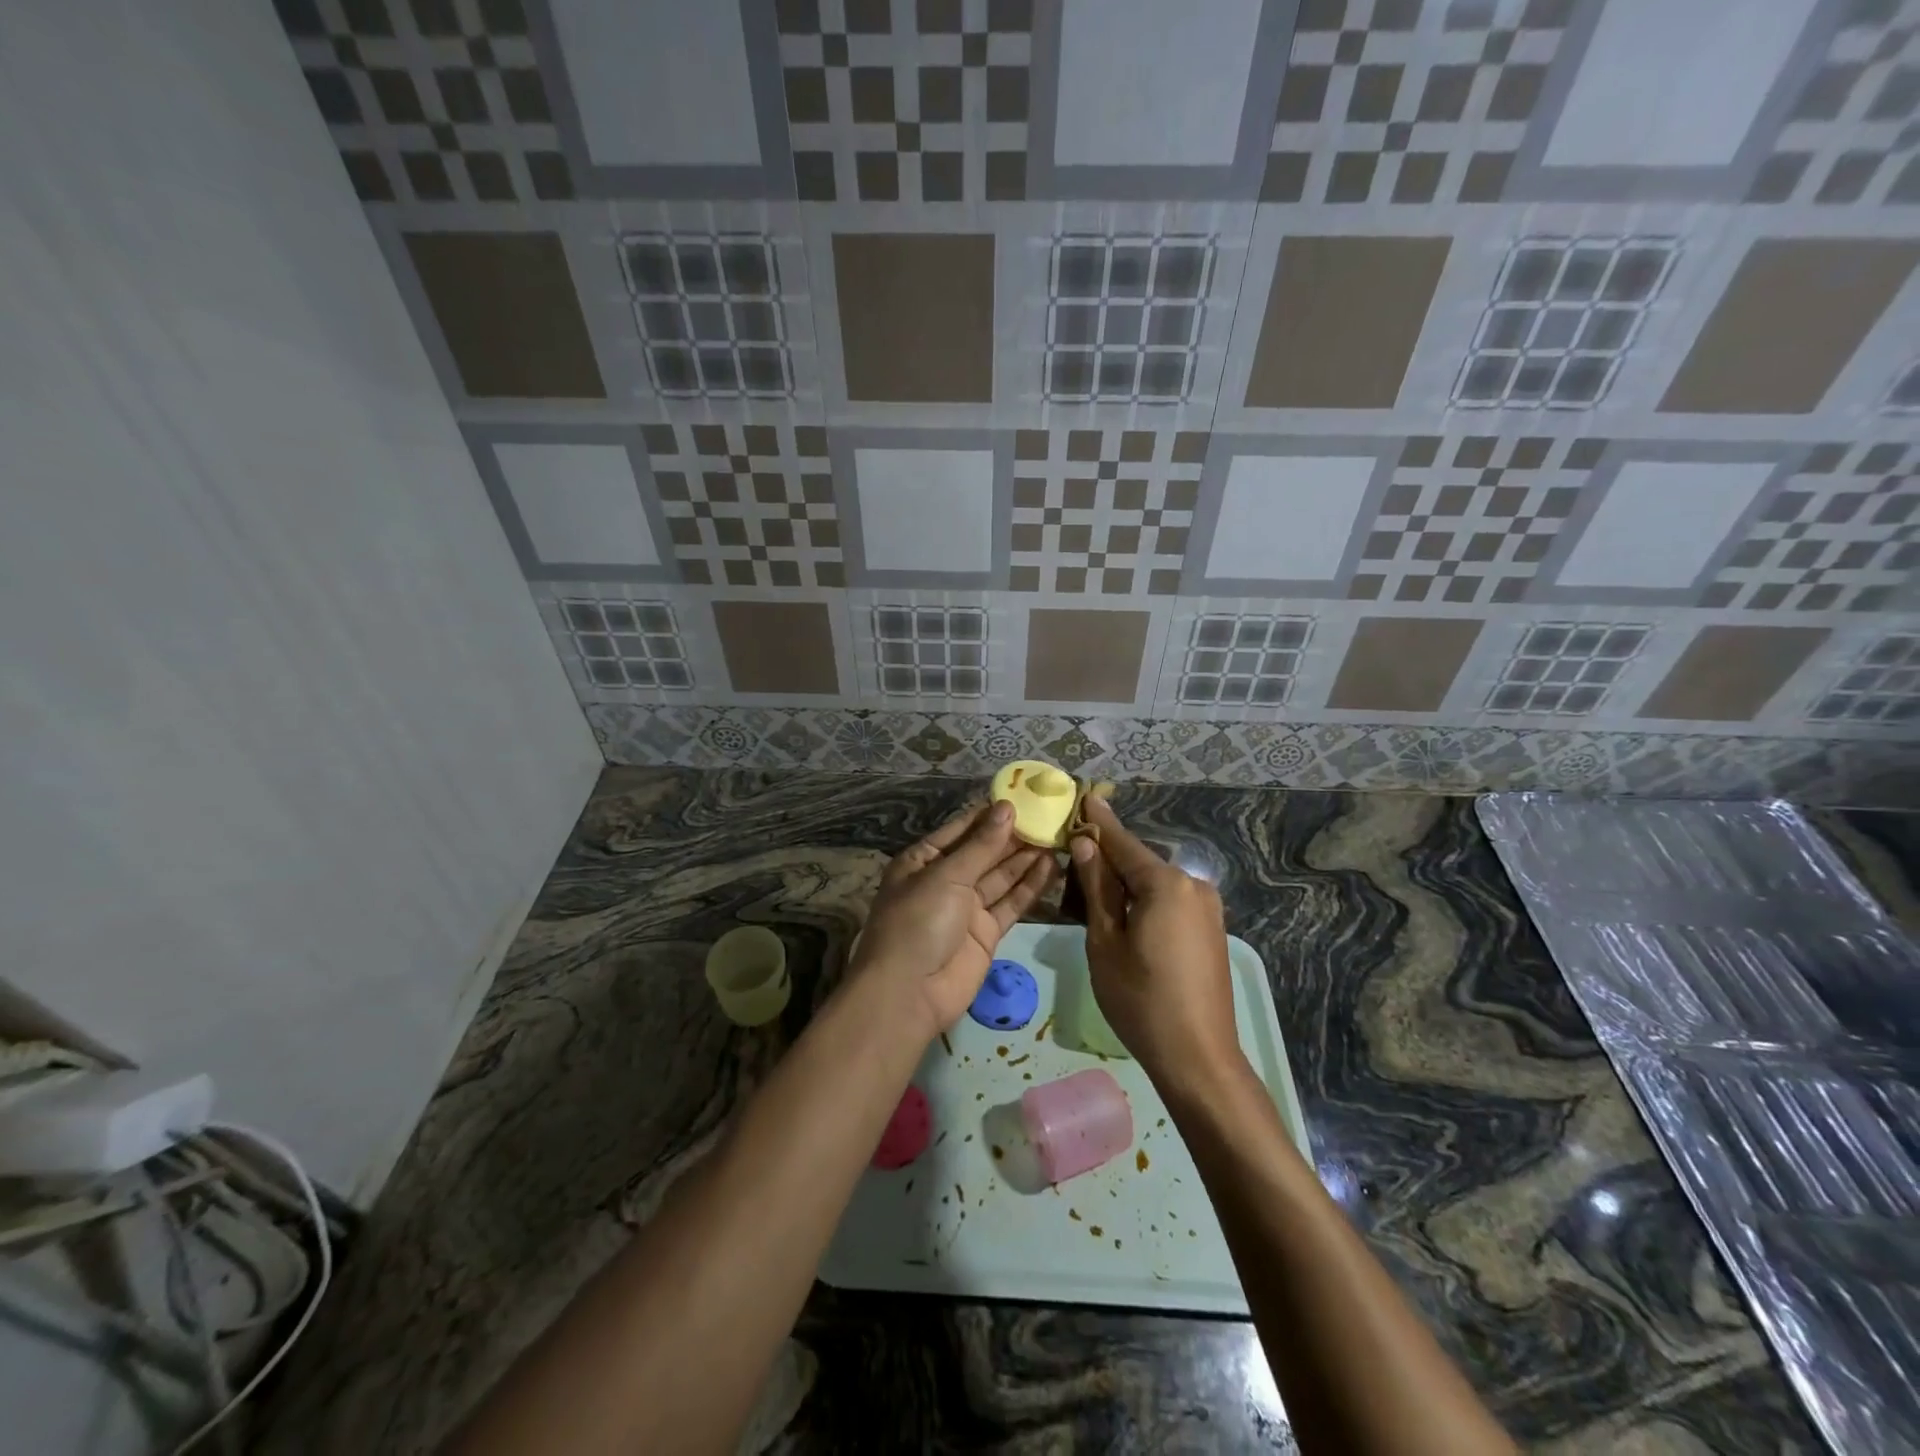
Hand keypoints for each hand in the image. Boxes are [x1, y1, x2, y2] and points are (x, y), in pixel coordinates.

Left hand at [853, 801, 1055, 1042]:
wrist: (909, 994)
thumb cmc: (917, 922)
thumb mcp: (946, 876)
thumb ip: (982, 844)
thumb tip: (1007, 807)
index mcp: (923, 860)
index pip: (962, 829)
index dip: (991, 814)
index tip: (1024, 796)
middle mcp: (945, 880)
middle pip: (984, 852)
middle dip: (1014, 835)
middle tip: (1050, 815)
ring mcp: (966, 908)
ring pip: (1001, 876)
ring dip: (1026, 857)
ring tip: (1057, 835)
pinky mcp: (986, 933)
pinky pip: (1010, 903)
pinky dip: (1029, 886)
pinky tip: (1052, 866)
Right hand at [1068, 796, 1243, 1100]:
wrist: (1198, 1058)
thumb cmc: (1140, 999)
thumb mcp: (1105, 942)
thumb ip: (1096, 888)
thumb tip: (1085, 845)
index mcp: (1165, 883)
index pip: (1122, 842)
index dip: (1099, 822)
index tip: (1084, 795)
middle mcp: (1193, 885)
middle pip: (1139, 863)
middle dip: (1108, 860)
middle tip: (1073, 859)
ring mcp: (1208, 908)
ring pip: (1155, 884)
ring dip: (1126, 885)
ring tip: (1092, 894)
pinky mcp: (1212, 929)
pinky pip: (1170, 902)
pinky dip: (1145, 902)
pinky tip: (1125, 918)